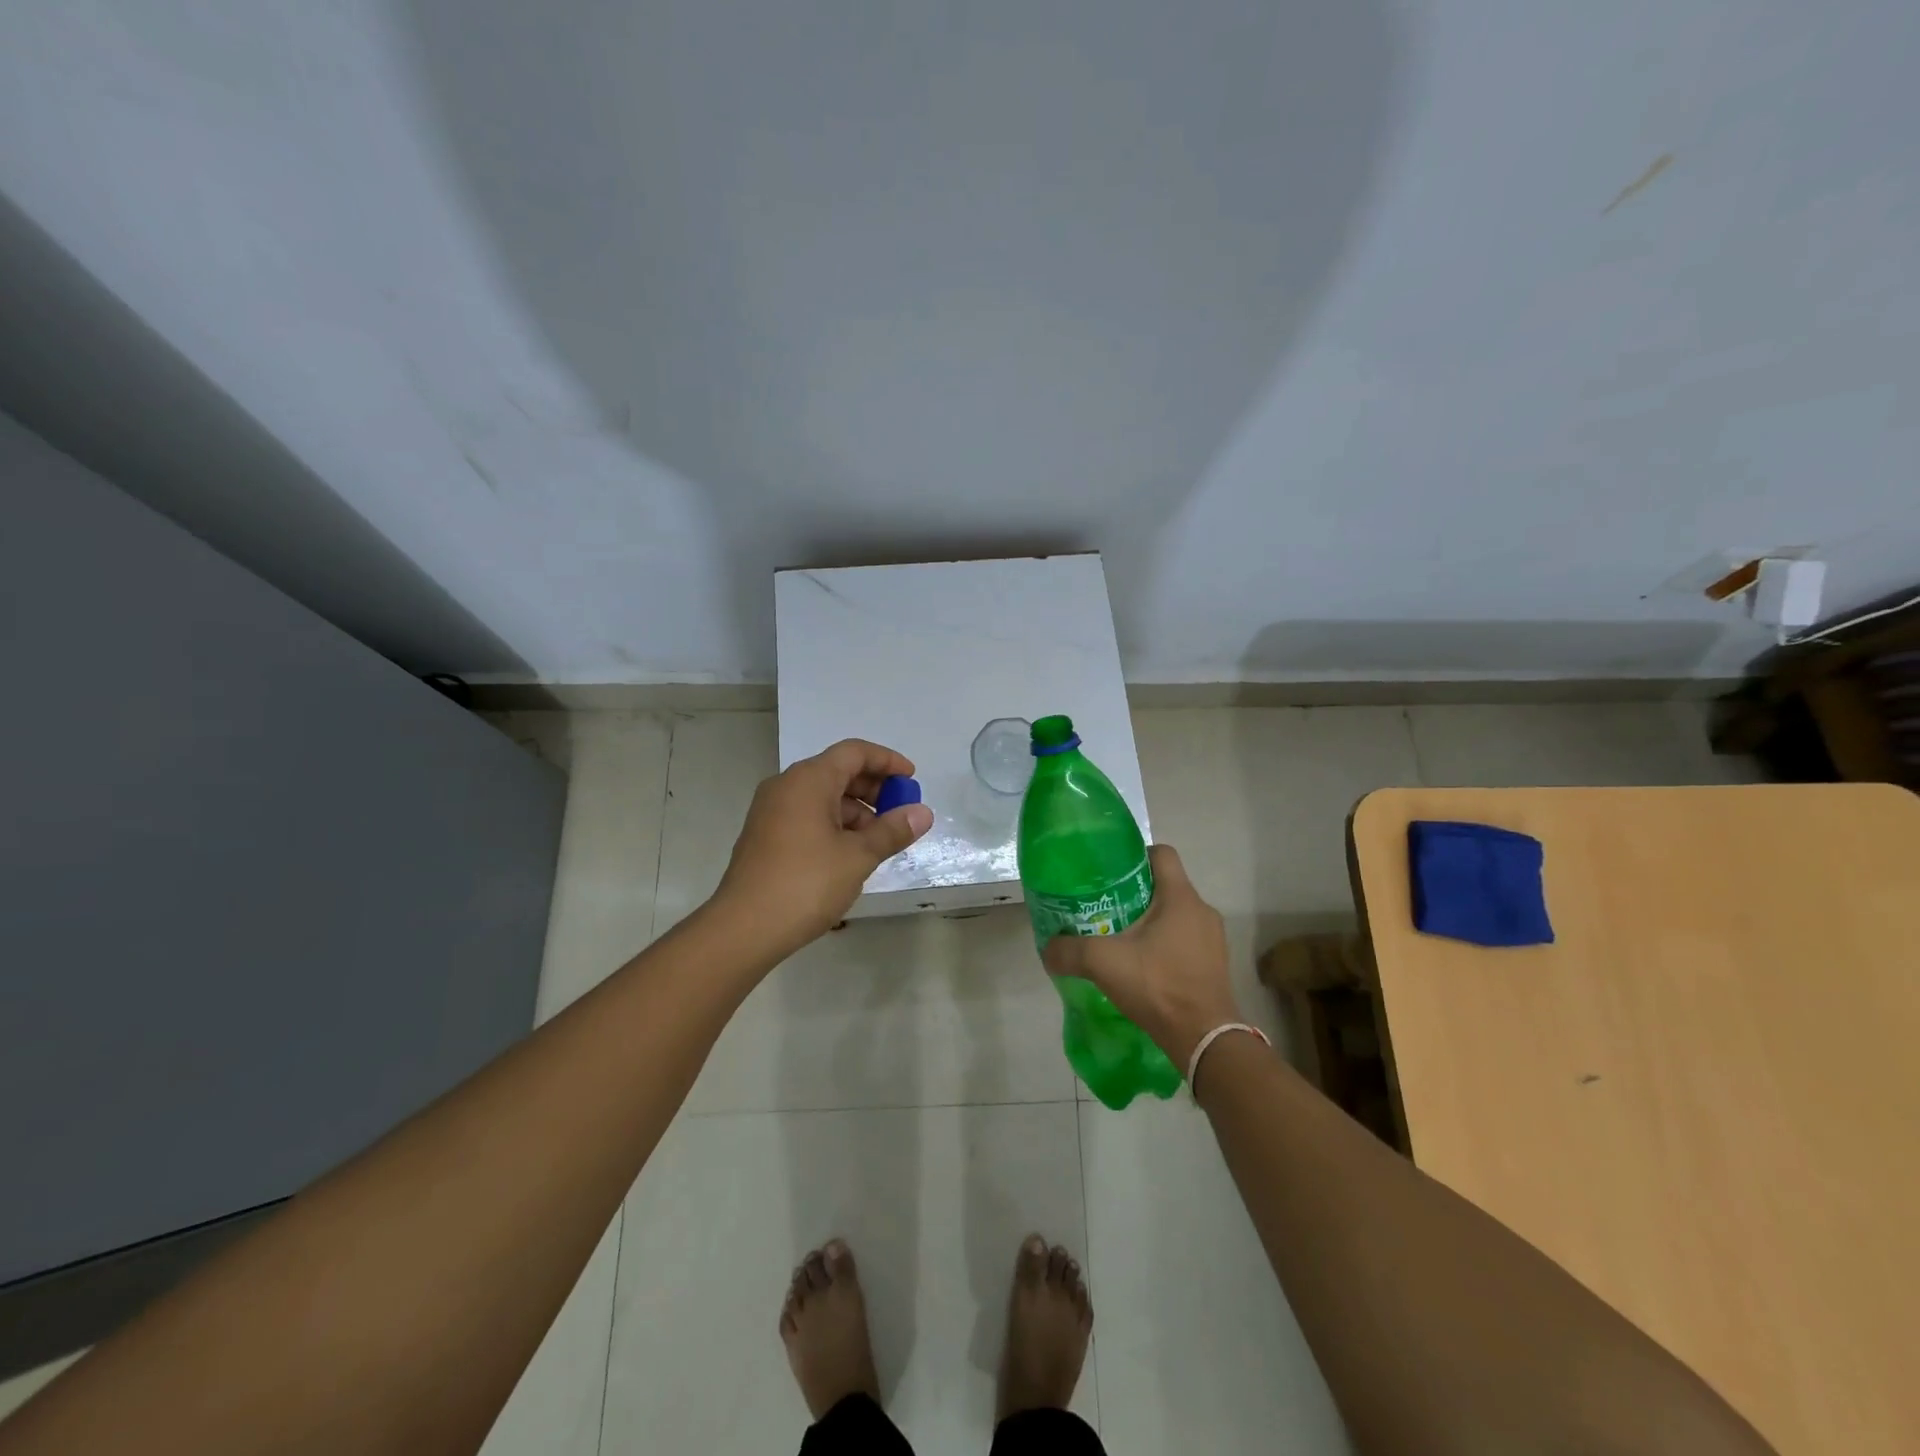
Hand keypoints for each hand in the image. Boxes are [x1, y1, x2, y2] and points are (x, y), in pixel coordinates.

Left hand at [713, 739, 933, 959]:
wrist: (743, 929)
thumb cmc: (806, 883)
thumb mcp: (858, 856)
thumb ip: (892, 830)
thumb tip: (922, 813)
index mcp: (808, 780)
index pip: (854, 752)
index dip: (887, 761)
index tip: (912, 780)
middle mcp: (786, 786)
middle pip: (838, 772)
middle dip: (874, 789)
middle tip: (900, 813)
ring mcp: (771, 811)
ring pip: (823, 797)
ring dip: (856, 811)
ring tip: (880, 841)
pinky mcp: (765, 836)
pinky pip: (807, 816)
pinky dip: (834, 825)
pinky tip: (851, 854)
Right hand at [1042, 844, 1243, 1067]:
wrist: (1204, 1039)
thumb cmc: (1158, 986)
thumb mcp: (1103, 963)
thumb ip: (1069, 950)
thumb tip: (1047, 948)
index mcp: (1180, 897)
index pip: (1162, 854)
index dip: (1135, 855)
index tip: (1111, 871)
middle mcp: (1202, 910)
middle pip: (1166, 885)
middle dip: (1136, 892)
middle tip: (1106, 906)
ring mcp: (1212, 939)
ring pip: (1176, 914)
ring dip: (1151, 920)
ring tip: (1121, 937)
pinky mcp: (1215, 964)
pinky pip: (1186, 940)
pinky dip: (1165, 944)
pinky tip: (1143, 965)